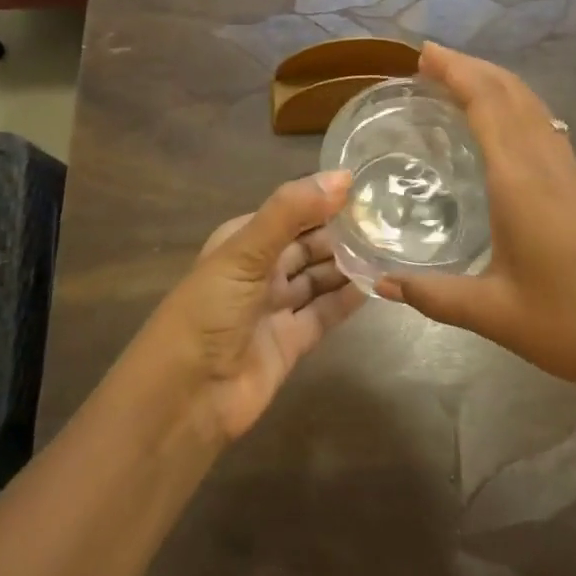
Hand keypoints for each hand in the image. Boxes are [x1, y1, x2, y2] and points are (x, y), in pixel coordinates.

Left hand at [147, 172, 365, 441]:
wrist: (185, 399)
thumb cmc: (209, 311)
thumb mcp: (245, 251)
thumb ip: (291, 211)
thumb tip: (343, 177)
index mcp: (242, 240)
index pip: (291, 211)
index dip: (325, 199)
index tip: (369, 187)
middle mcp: (259, 269)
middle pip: (308, 244)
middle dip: (341, 232)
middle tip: (389, 219)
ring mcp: (275, 307)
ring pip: (318, 277)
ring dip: (347, 264)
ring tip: (389, 247)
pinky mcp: (290, 343)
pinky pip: (324, 313)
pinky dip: (347, 300)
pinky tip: (376, 285)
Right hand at [376, 43, 575, 395]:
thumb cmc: (570, 327)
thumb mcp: (493, 314)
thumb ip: (433, 296)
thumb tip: (380, 284)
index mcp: (522, 182)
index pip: (488, 105)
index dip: (456, 72)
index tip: (424, 54)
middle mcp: (548, 165)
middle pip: (512, 93)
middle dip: (472, 67)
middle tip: (430, 59)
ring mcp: (573, 173)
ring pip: (533, 106)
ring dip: (495, 82)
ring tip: (458, 80)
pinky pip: (545, 126)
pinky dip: (515, 106)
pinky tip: (501, 124)